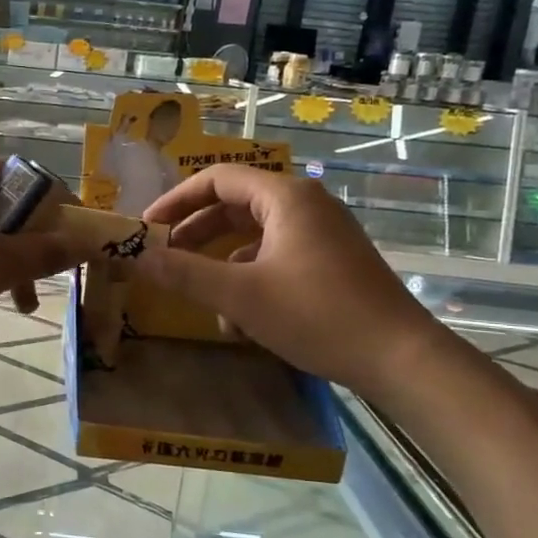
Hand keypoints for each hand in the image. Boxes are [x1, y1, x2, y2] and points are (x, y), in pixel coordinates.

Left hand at [0, 160, 96, 349]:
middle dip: (28, 252)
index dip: (52, 203)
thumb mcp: (0, 265)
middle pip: (1, 214)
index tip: (72, 233)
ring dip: (2, 277)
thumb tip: (88, 243)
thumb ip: (47, 253)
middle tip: (46, 278)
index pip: (20, 175)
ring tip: (19, 311)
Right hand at [136, 165, 443, 396]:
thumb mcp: (240, 295)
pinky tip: (237, 318)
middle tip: (164, 256)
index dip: (176, 200)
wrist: (400, 358)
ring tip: (197, 293)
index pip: (217, 179)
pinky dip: (248, 277)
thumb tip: (137, 256)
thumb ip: (184, 273)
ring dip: (220, 261)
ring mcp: (321, 234)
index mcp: (285, 197)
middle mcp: (305, 205)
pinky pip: (275, 256)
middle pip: (235, 205)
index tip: (148, 227)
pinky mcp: (330, 261)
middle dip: (195, 232)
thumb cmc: (317, 315)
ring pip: (253, 235)